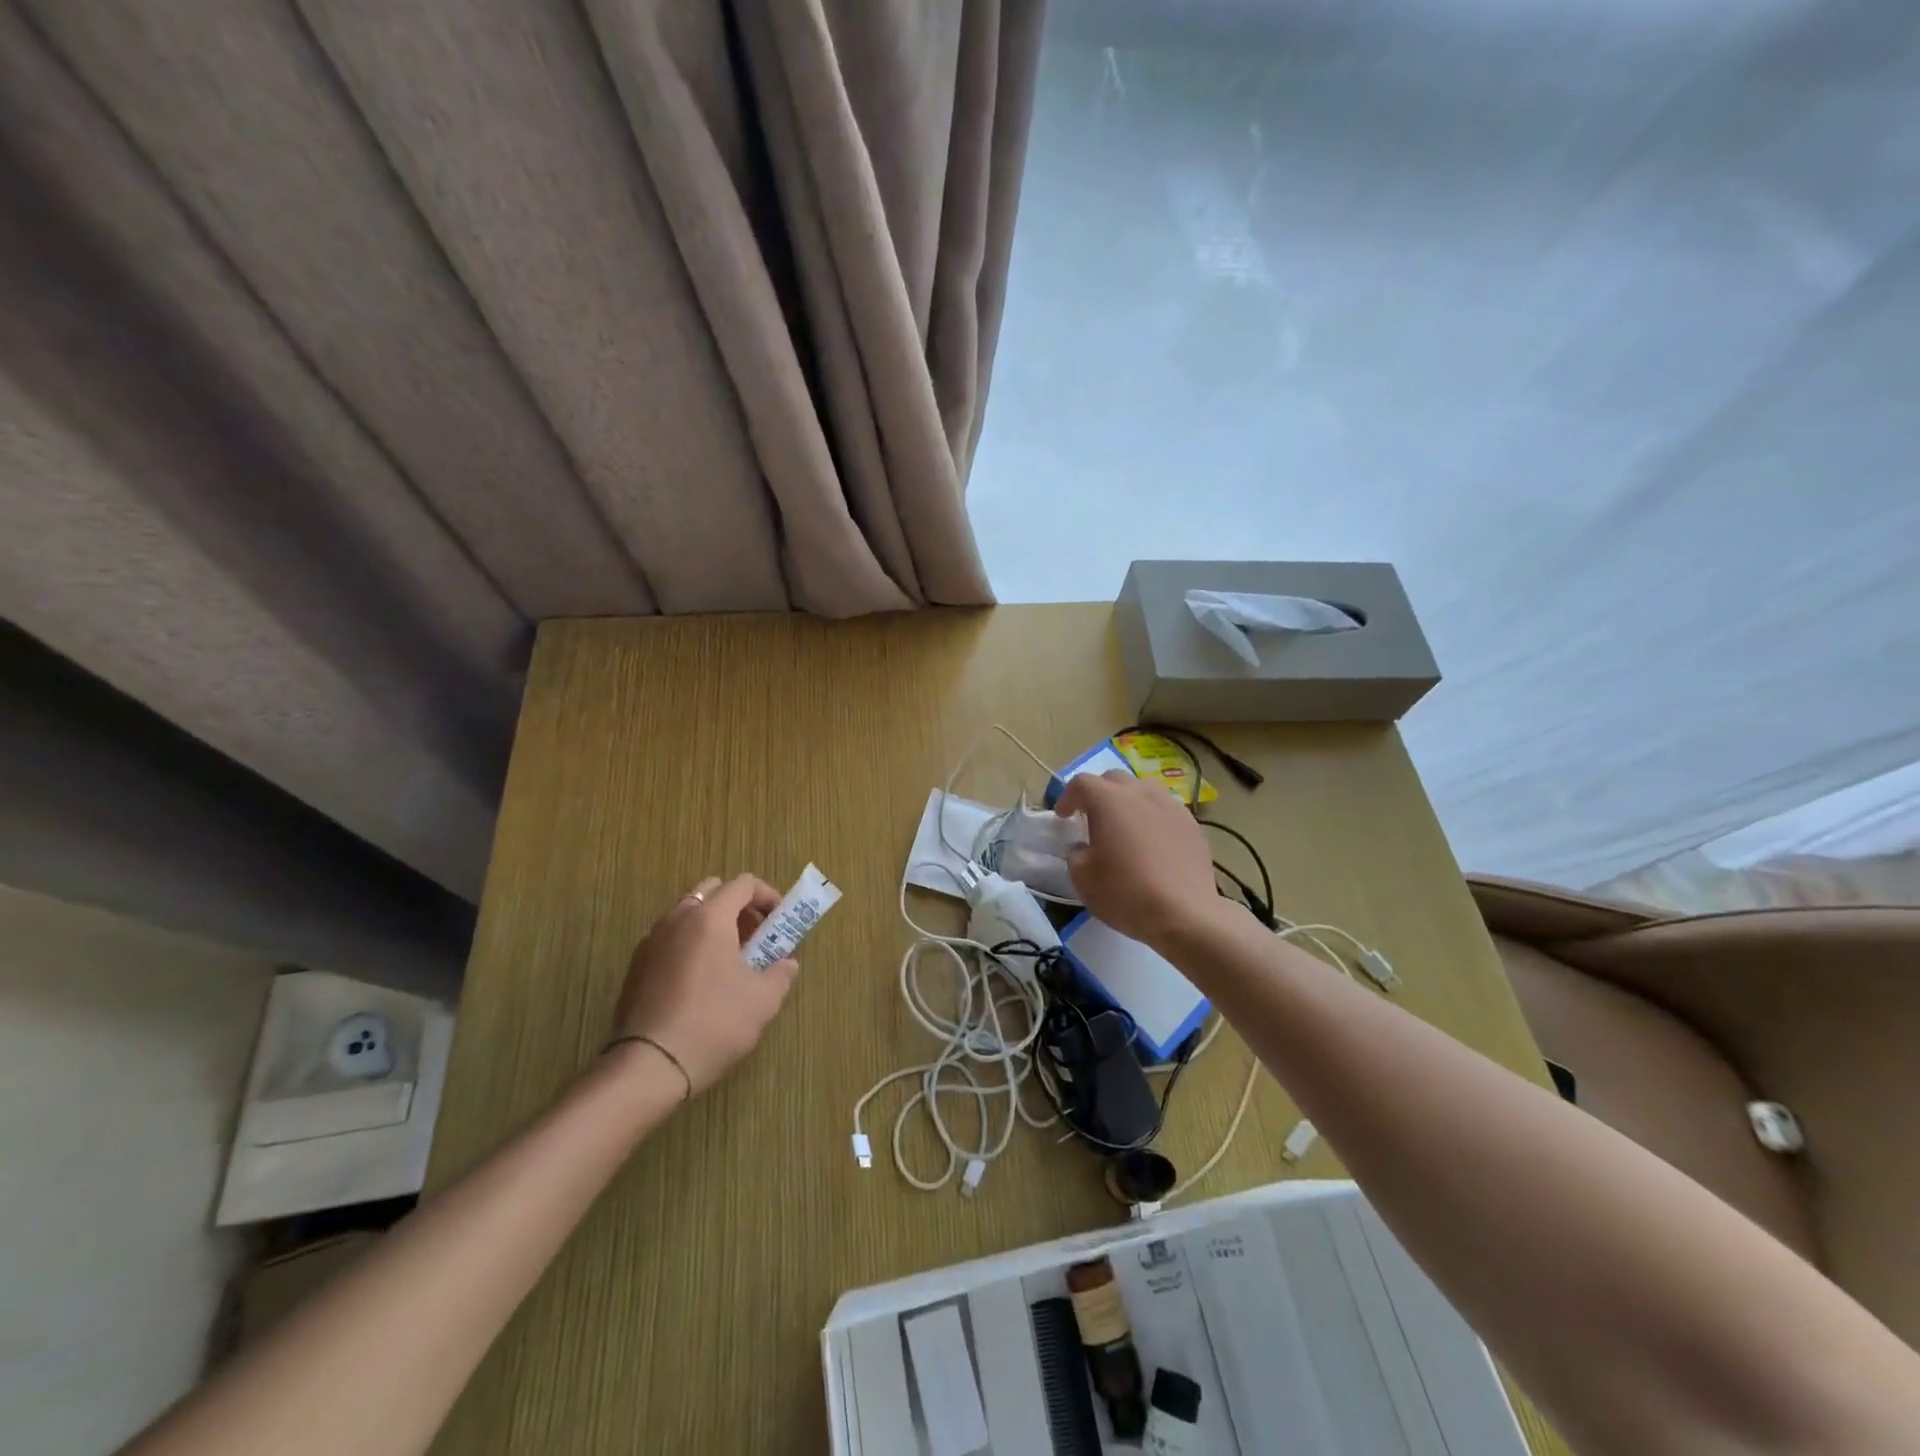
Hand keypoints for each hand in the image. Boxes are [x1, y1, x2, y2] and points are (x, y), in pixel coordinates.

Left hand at [611, 875, 798, 1094]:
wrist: (648, 1067)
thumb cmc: (713, 1023)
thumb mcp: (763, 1000)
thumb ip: (781, 974)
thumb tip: (787, 964)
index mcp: (709, 918)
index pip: (743, 884)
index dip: (768, 896)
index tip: (781, 921)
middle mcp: (677, 919)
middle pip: (712, 892)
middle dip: (738, 907)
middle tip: (755, 937)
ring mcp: (651, 942)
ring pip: (688, 915)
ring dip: (713, 926)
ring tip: (730, 962)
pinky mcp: (636, 968)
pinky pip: (670, 940)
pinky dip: (691, 946)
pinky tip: (701, 983)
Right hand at [1055, 771, 1219, 947]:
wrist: (1183, 913)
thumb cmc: (1125, 893)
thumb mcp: (1082, 878)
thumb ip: (1076, 854)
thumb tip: (1084, 847)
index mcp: (1108, 800)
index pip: (1081, 783)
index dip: (1068, 798)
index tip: (1064, 817)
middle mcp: (1140, 793)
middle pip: (1114, 779)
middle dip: (1099, 793)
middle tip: (1092, 818)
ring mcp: (1170, 806)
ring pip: (1143, 790)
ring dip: (1128, 802)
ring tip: (1125, 826)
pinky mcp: (1192, 824)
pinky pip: (1165, 810)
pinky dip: (1152, 818)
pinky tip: (1153, 843)